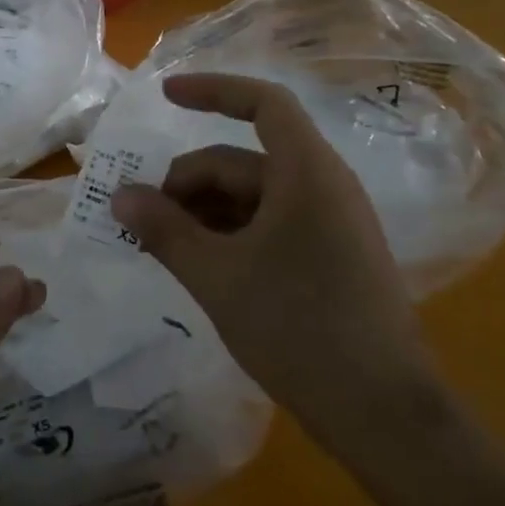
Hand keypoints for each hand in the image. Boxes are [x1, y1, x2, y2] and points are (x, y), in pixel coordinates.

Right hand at [109, 73, 448, 460]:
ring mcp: (329, 223)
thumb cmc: (299, 329)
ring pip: (252, 197)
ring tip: (163, 249)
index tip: (165, 96)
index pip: (262, 103)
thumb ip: (164, 230)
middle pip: (241, 160)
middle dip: (187, 184)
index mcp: (307, 173)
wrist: (384, 415)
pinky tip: (200, 267)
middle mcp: (323, 186)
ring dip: (203, 213)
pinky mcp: (329, 257)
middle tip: (142, 223)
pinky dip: (229, 235)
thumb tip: (119, 195)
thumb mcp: (217, 277)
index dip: (212, 90)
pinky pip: (269, 225)